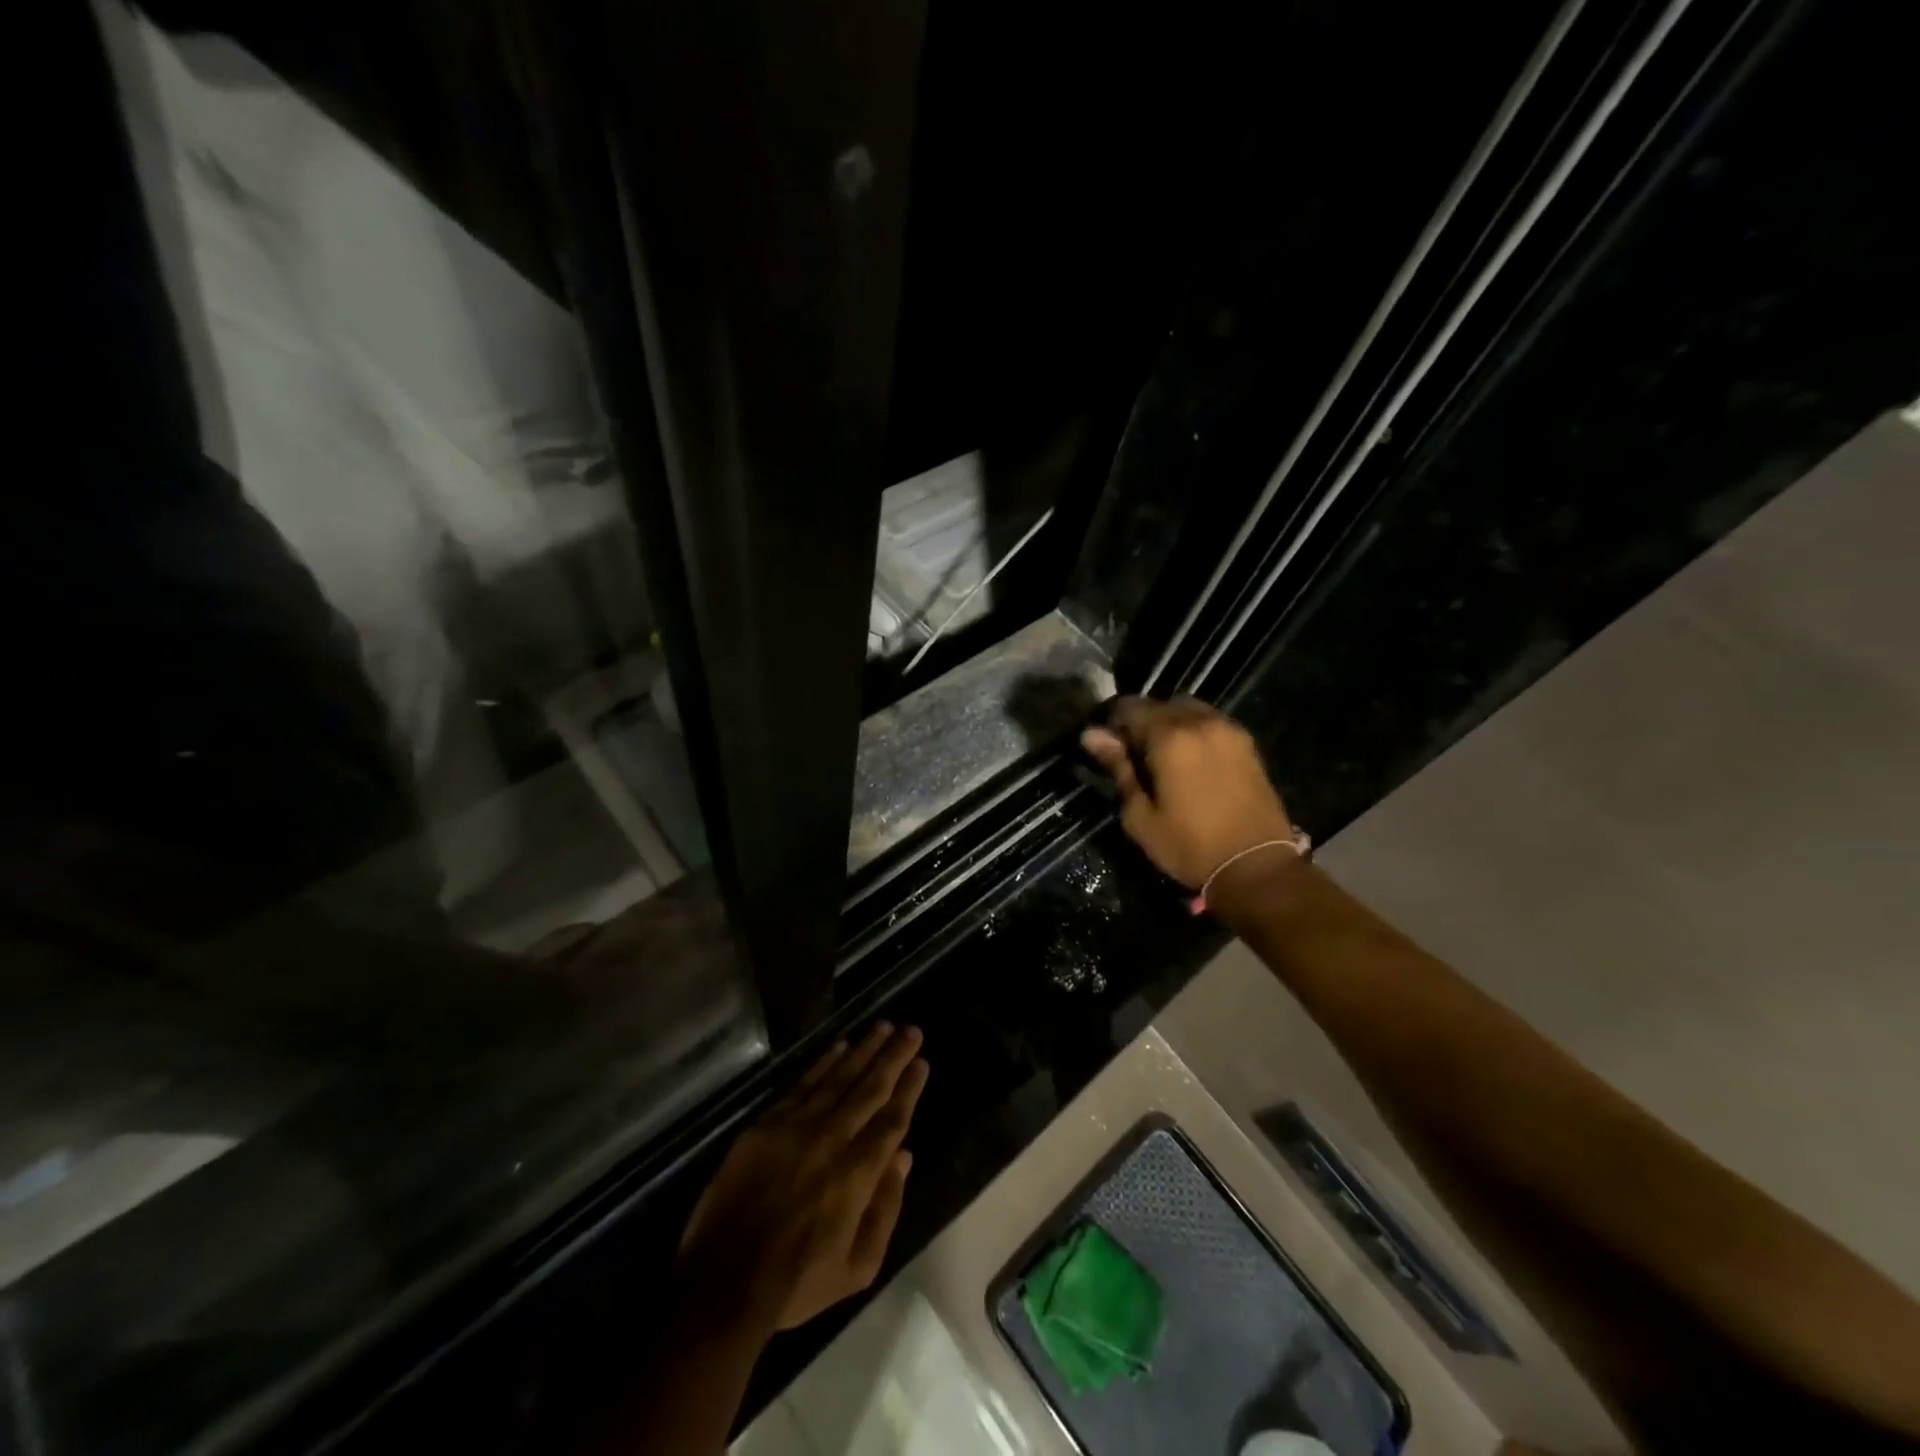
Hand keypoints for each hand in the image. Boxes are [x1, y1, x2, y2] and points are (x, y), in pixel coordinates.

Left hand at [678, 1023, 929, 1331]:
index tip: (921, 1062)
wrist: (723, 1282)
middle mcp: (832, 1140)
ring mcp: (796, 1128)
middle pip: (870, 1089)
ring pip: (838, 1078)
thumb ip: (885, 1209)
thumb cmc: (796, 1282)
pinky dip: (823, 1062)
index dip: (909, 1088)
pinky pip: (802, 1084)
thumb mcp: (857, 1268)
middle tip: (911, 1030)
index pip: (891, 1120)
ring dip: (864, 1050)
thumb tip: (903, 1157)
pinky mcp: (766, 1125)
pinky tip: (840, 1046)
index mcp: (857, 1174)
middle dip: (894, 1057)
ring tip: (883, 1027)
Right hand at [1080, 695, 1294, 889]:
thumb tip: (1092, 736)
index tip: (1108, 747)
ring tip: (1164, 756)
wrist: (1255, 866)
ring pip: (1188, 709)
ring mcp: (1228, 730)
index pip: (1130, 707)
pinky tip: (1191, 760)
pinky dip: (1194, 730)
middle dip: (1142, 721)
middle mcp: (1200, 722)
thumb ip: (1118, 768)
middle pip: (1160, 703)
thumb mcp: (1140, 815)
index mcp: (1169, 737)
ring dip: (1170, 723)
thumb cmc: (1189, 846)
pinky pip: (1211, 722)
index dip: (1113, 723)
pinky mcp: (1247, 743)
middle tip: (1134, 755)